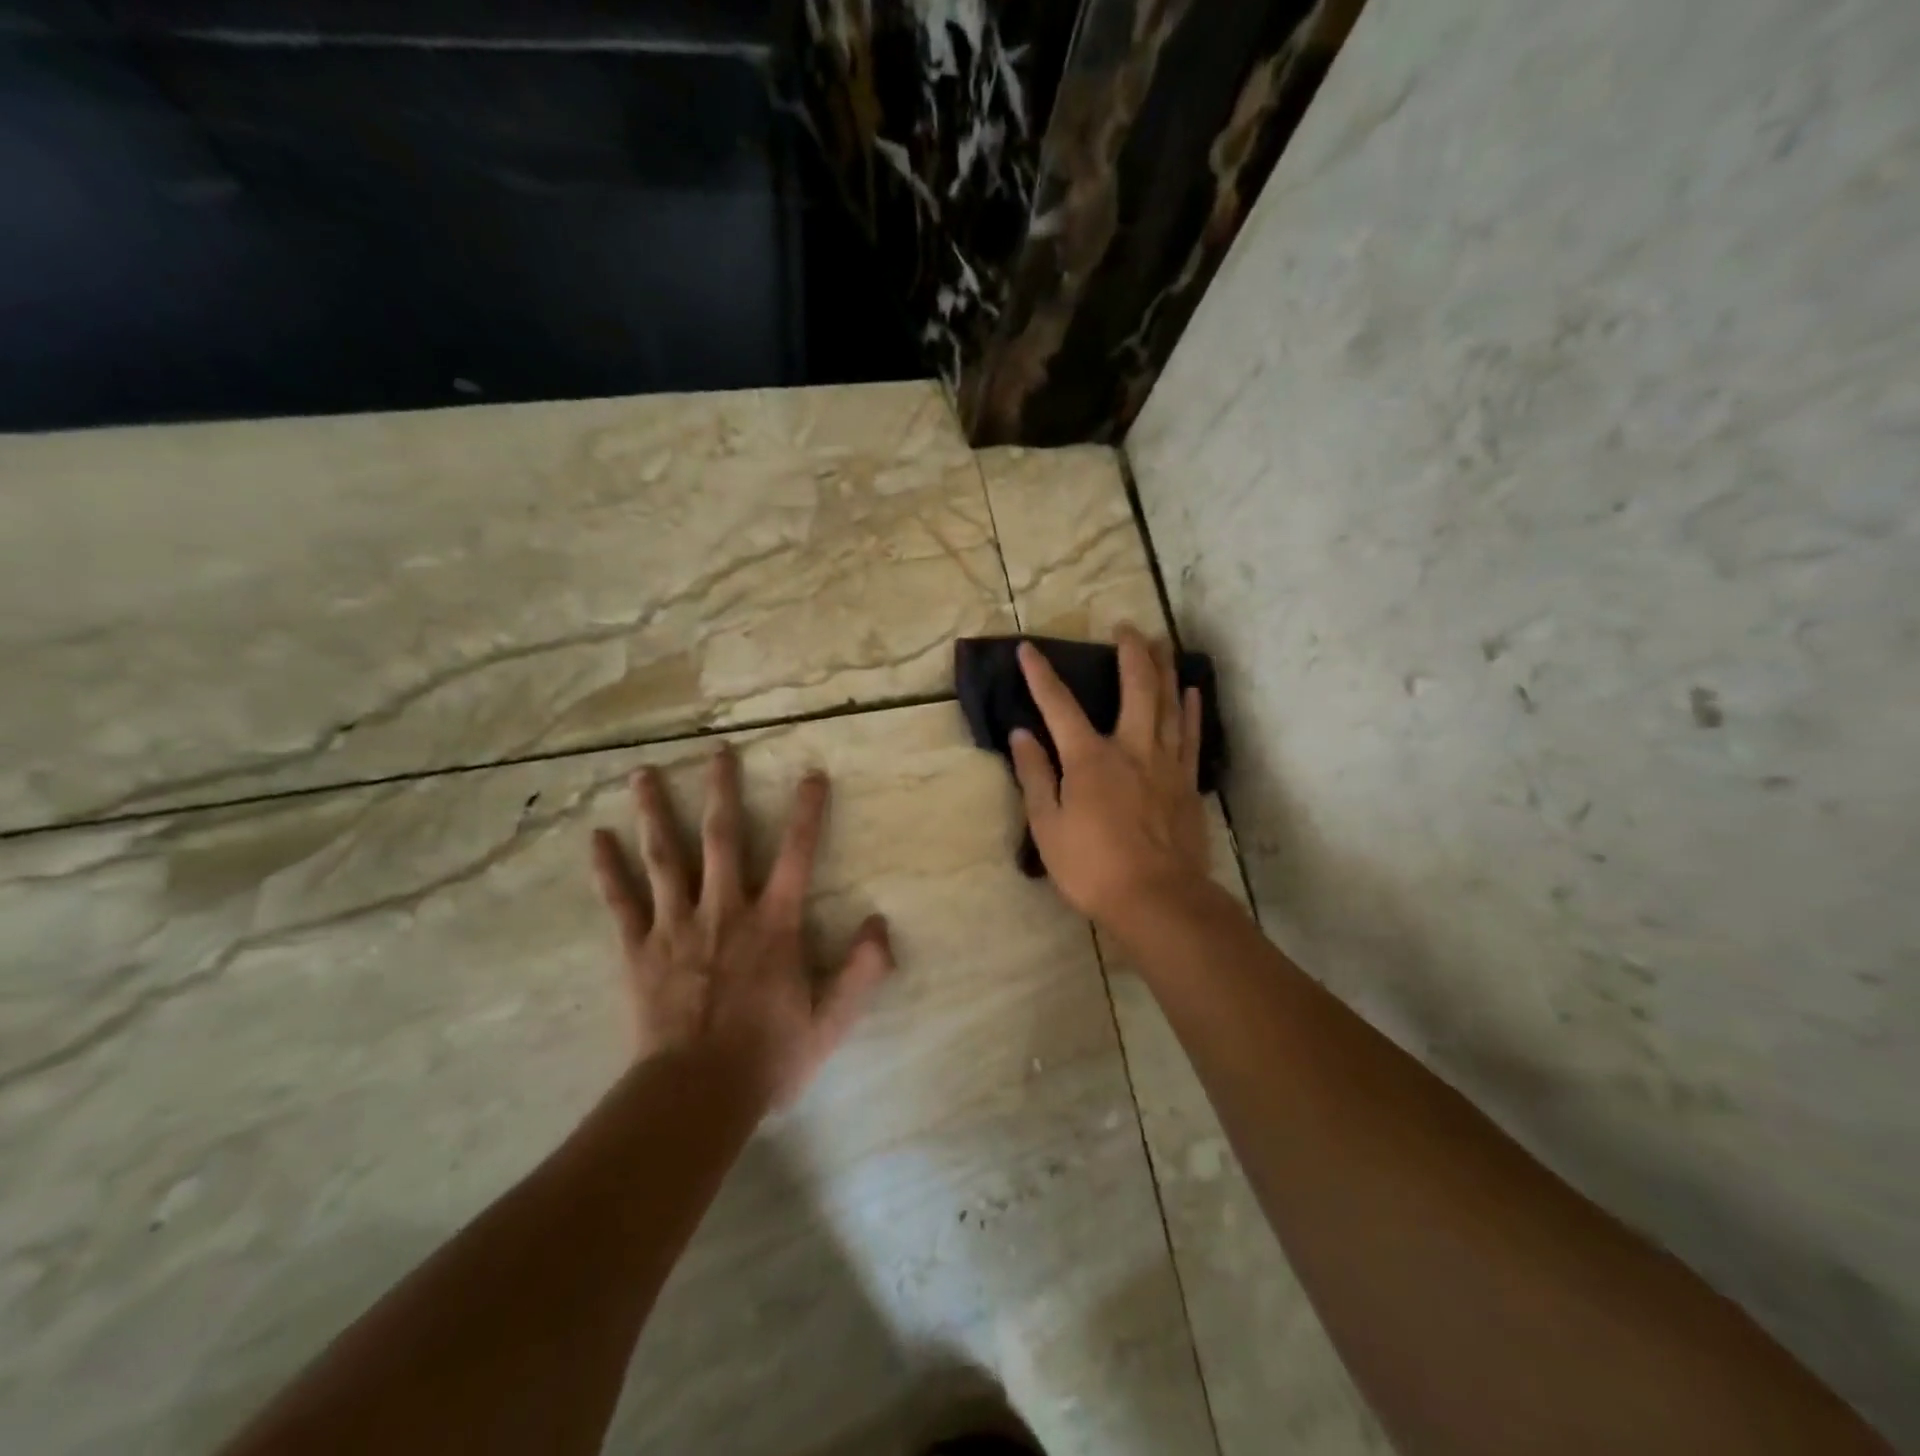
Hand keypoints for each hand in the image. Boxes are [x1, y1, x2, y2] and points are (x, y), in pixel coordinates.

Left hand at [589, 748, 894, 1110]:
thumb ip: (862, 970)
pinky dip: (608, 869)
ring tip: (642, 774)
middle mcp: (725, 911)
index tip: (811, 774)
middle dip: (723, 792)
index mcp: (773, 924)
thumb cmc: (769, 1056)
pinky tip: (596, 838)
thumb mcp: (832, 1020)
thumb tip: (881, 922)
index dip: (807, 812)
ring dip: (655, 813)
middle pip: (723, 839)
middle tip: (717, 752)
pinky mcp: (640, 949)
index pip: (797, 855)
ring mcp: (677, 926)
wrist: (697, 1095)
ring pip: (665, 857)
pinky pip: (621, 902)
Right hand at [1010, 625, 1211, 927]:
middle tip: (1126, 626)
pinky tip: (1191, 691)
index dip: (1041, 676)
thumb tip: (1021, 735)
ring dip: (1164, 669)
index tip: (1028, 648)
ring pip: (1169, 703)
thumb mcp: (1048, 826)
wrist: (1157, 900)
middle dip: (1129, 652)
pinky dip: (1191, 709)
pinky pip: (1190, 735)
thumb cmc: (1092, 867)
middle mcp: (1132, 748)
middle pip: (1135, 688)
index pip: (1060, 706)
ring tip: (1162, 643)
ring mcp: (1165, 763)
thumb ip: (1036, 776)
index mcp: (1090, 758)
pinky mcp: (1187, 782)